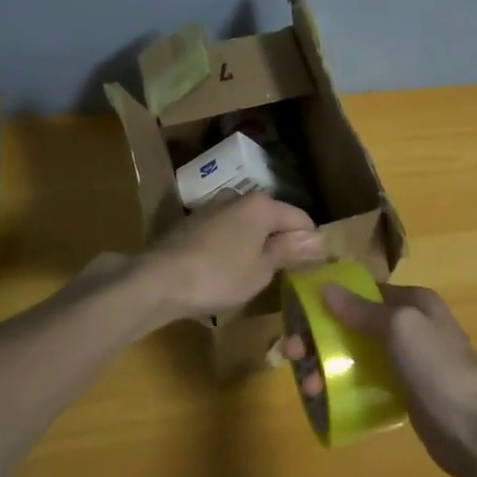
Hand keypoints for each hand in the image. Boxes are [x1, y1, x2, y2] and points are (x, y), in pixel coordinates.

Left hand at [137, 193, 323, 324]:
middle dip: (282, 240)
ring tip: (258, 272)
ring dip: (256, 242)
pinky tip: (229, 268)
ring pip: (247, 223)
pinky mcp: (193, 222)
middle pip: (272, 217)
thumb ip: (288, 250)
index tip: (314, 264)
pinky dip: (234, 245)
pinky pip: (226, 230)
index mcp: (261, 205)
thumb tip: (317, 238)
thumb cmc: (220, 275)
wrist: (160, 279)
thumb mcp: (261, 270)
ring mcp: (213, 207)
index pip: (299, 218)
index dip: (310, 240)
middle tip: (287, 270)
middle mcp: (238, 196)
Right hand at [295, 282, 476, 476]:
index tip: (297, 314)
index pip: (362, 291)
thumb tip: (326, 287)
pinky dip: (344, 387)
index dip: (329, 300)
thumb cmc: (438, 369)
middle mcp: (409, 326)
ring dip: (327, 365)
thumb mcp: (399, 328)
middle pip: (354, 324)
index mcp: (413, 302)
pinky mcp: (404, 393)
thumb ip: (362, 309)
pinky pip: (366, 383)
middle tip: (290, 354)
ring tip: (307, 387)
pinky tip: (325, 400)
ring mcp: (407, 361)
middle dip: (320, 337)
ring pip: (356, 355)